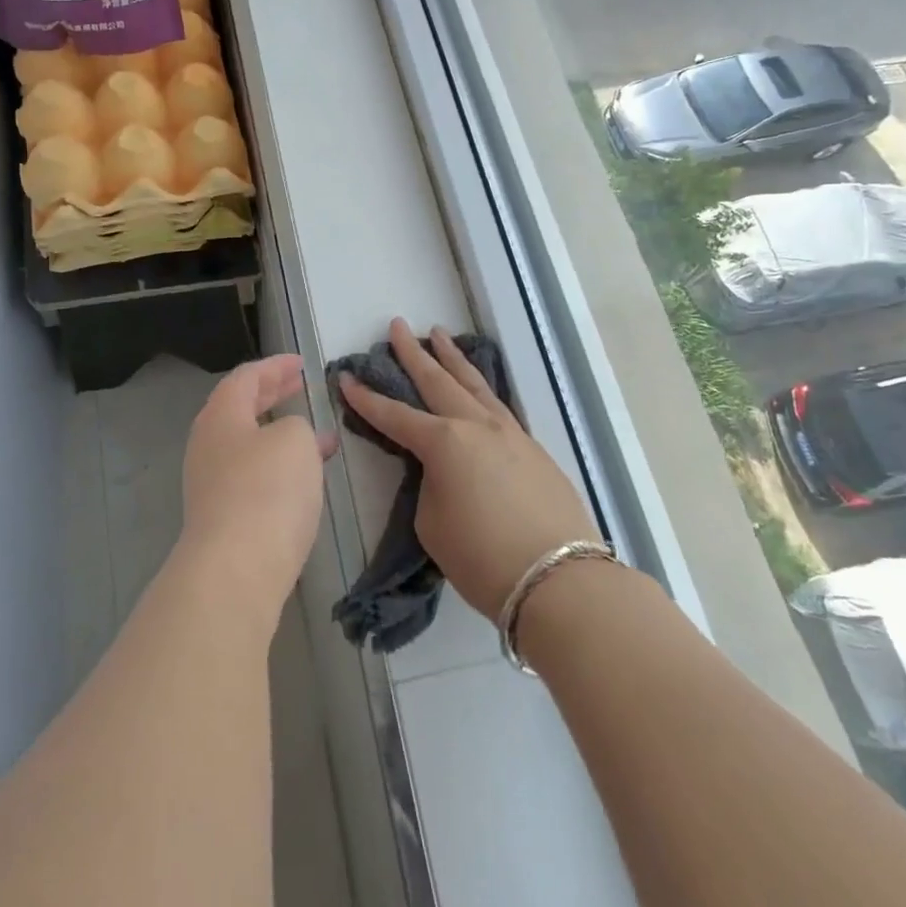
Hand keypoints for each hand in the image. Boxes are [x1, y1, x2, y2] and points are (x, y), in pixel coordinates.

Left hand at [178, 355, 332, 628]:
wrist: (236, 571)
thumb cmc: (266, 491)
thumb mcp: (294, 441)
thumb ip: (298, 427)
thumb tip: (295, 438)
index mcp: (220, 417)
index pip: (245, 378)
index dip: (274, 366)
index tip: (301, 364)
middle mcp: (209, 446)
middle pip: (241, 409)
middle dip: (274, 396)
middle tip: (302, 387)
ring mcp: (212, 484)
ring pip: (249, 445)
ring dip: (282, 435)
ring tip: (318, 435)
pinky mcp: (224, 519)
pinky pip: (254, 477)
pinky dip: (280, 466)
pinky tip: (305, 479)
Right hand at [339, 320, 599, 621]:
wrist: (559, 580)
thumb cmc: (482, 557)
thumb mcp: (433, 522)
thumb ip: (431, 485)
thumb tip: (445, 471)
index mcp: (444, 442)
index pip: (394, 415)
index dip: (366, 398)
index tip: (345, 377)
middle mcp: (477, 425)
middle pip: (438, 380)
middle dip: (413, 353)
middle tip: (398, 326)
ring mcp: (511, 433)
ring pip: (475, 384)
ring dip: (453, 359)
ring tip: (439, 334)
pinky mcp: (534, 449)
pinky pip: (499, 406)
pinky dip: (482, 388)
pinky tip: (479, 387)